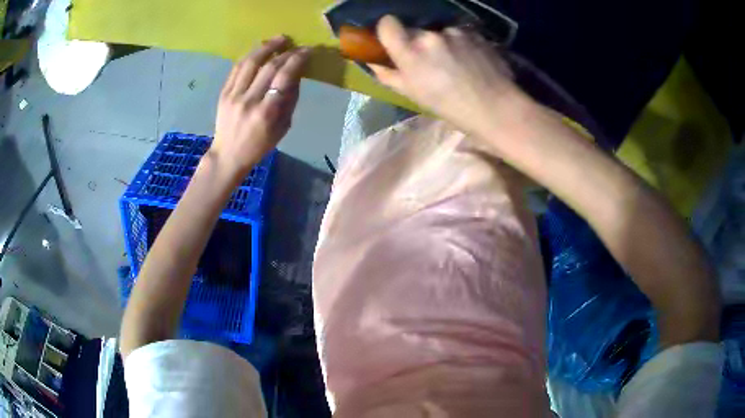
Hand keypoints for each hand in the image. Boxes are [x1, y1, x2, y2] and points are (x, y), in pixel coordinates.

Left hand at [211, 36, 309, 176]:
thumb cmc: (259, 145)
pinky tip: (260, 50)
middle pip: (269, 67)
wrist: (228, 155)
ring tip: (279, 39)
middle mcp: (249, 101)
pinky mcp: (223, 93)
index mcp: (267, 113)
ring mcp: (233, 95)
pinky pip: (237, 68)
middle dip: (286, 52)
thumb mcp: (282, 128)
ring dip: (267, 47)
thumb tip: (296, 75)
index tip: (307, 51)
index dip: (297, 60)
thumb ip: (290, 100)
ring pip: (251, 62)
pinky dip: (251, 56)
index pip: (284, 77)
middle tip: (296, 46)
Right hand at [370, 16, 526, 134]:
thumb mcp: (413, 95)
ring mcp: (455, 32)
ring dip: (442, 43)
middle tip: (430, 62)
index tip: (393, 40)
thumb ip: (389, 75)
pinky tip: (471, 61)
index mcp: (411, 52)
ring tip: (457, 64)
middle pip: (415, 29)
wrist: (496, 108)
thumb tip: (374, 63)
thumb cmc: (451, 107)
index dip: (387, 29)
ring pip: (439, 32)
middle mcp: (431, 35)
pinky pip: (459, 34)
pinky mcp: (475, 33)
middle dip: (417, 41)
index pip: (387, 23)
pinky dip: (461, 44)